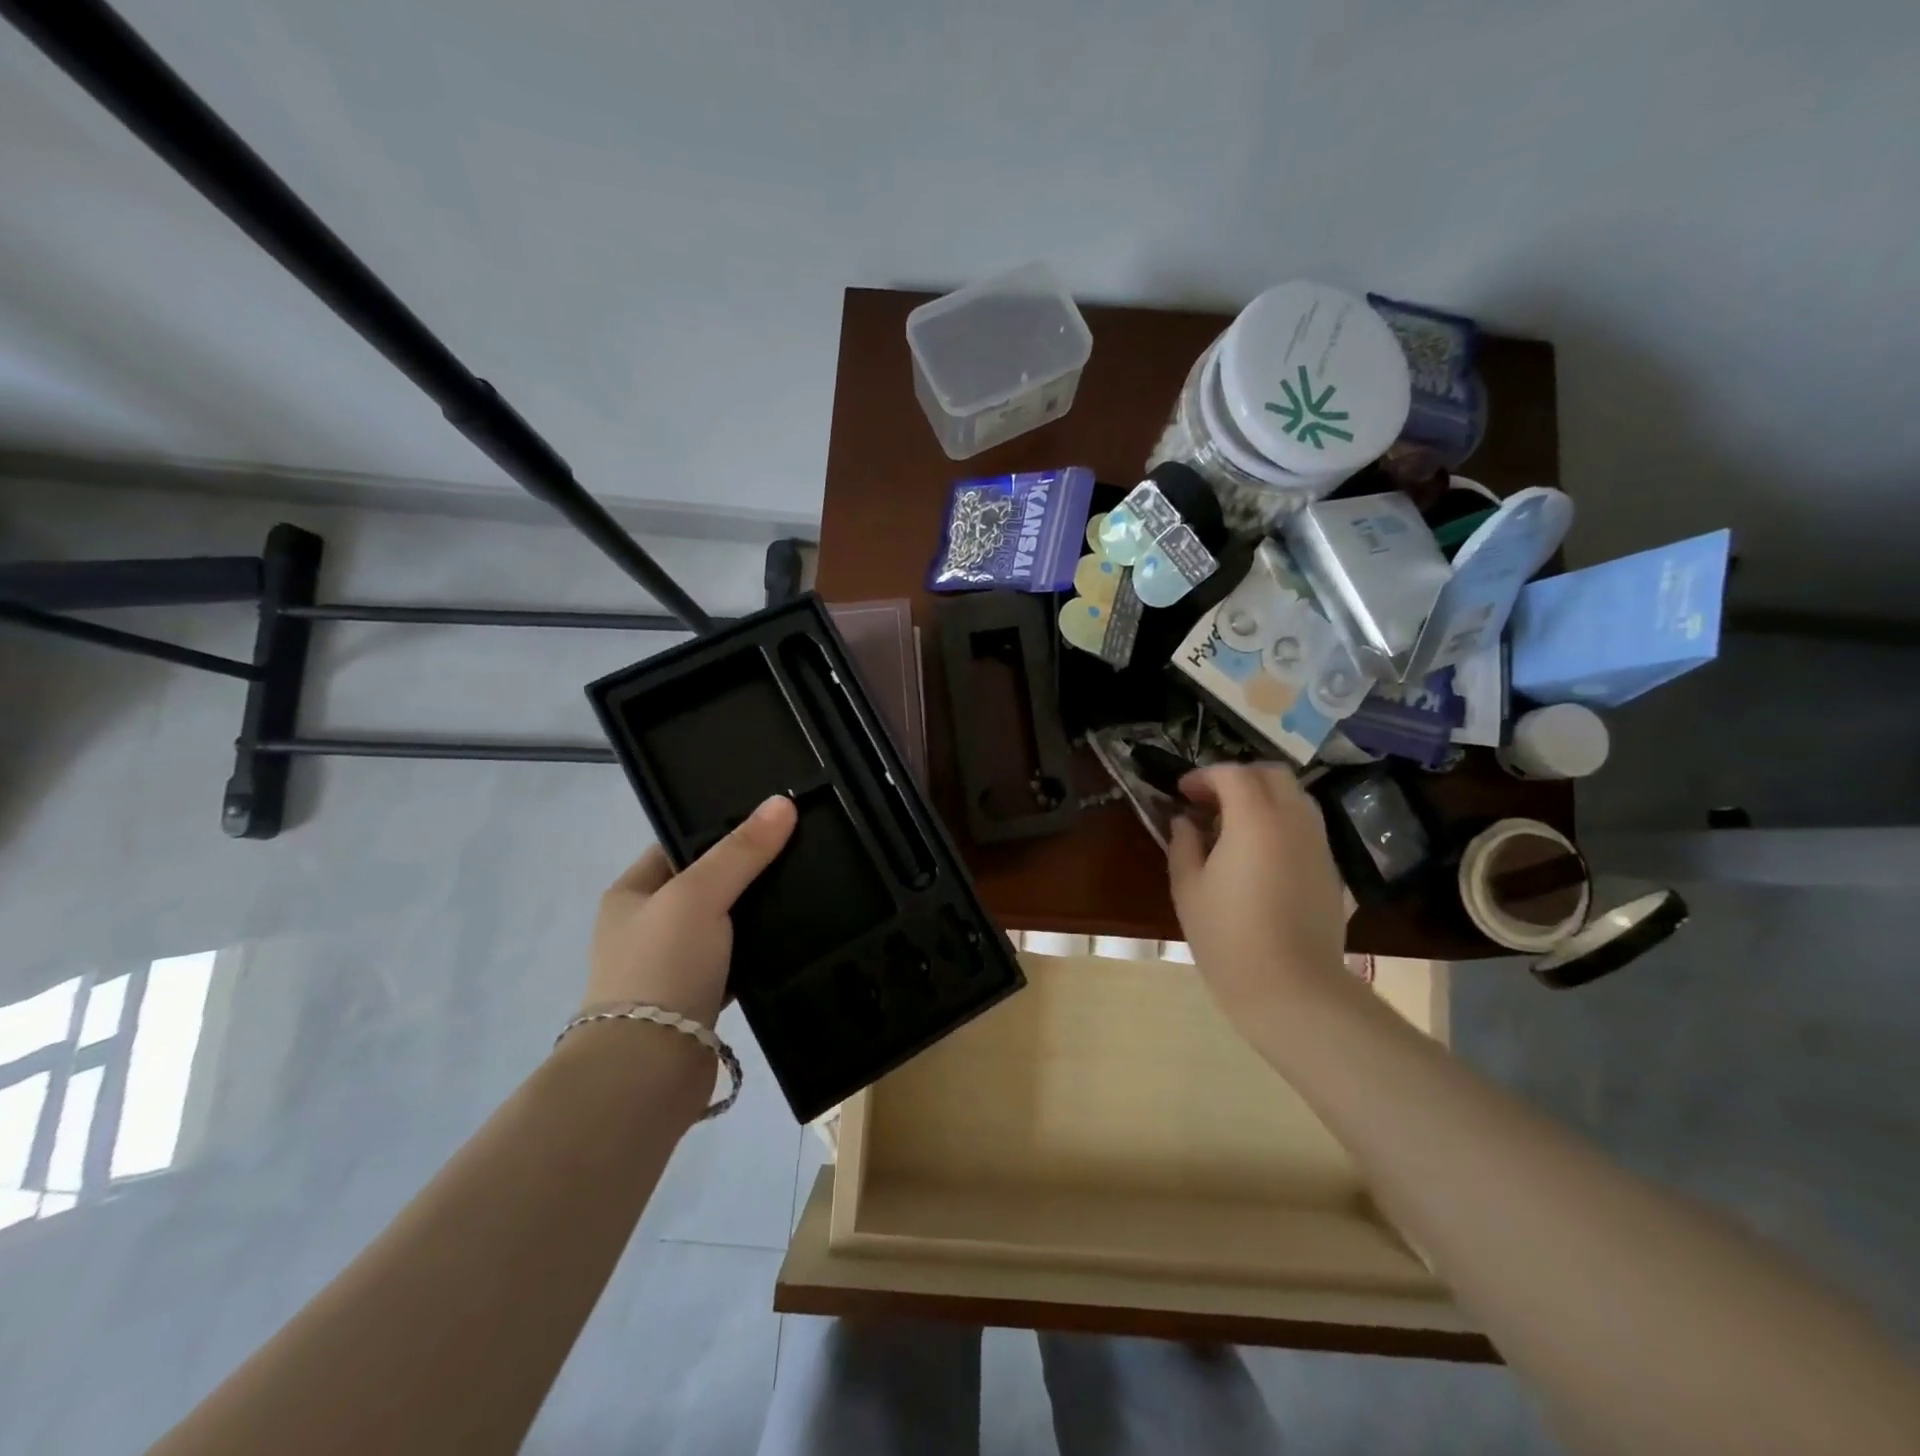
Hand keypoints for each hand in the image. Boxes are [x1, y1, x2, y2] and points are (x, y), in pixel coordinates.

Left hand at [583, 794, 797, 1025]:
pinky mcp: (698, 998)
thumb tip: (782, 803)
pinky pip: (736, 962)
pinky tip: (795, 938)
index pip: (679, 844)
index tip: (771, 821)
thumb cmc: (662, 966)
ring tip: (807, 888)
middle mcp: (647, 926)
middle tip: (799, 852)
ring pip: (725, 925)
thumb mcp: (699, 895)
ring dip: (756, 915)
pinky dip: (759, 953)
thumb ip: (741, 851)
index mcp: (632, 893)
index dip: (722, 830)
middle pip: (706, 884)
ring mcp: (672, 964)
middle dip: (747, 872)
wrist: (648, 1070)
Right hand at [1167, 764, 1348, 1026]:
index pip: (1232, 774)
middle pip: (1272, 774)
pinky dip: (1280, 823)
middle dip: (1238, 777)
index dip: (1204, 776)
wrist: (1291, 989)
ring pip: (1295, 797)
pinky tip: (1258, 855)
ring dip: (1262, 798)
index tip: (1182, 792)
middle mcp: (1293, 820)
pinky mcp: (1330, 869)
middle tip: (1210, 801)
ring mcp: (1318, 844)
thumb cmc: (1227, 936)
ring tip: (1233, 826)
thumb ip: (1183, 844)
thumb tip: (1185, 821)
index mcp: (1255, 819)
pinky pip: (1305, 827)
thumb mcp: (1188, 888)